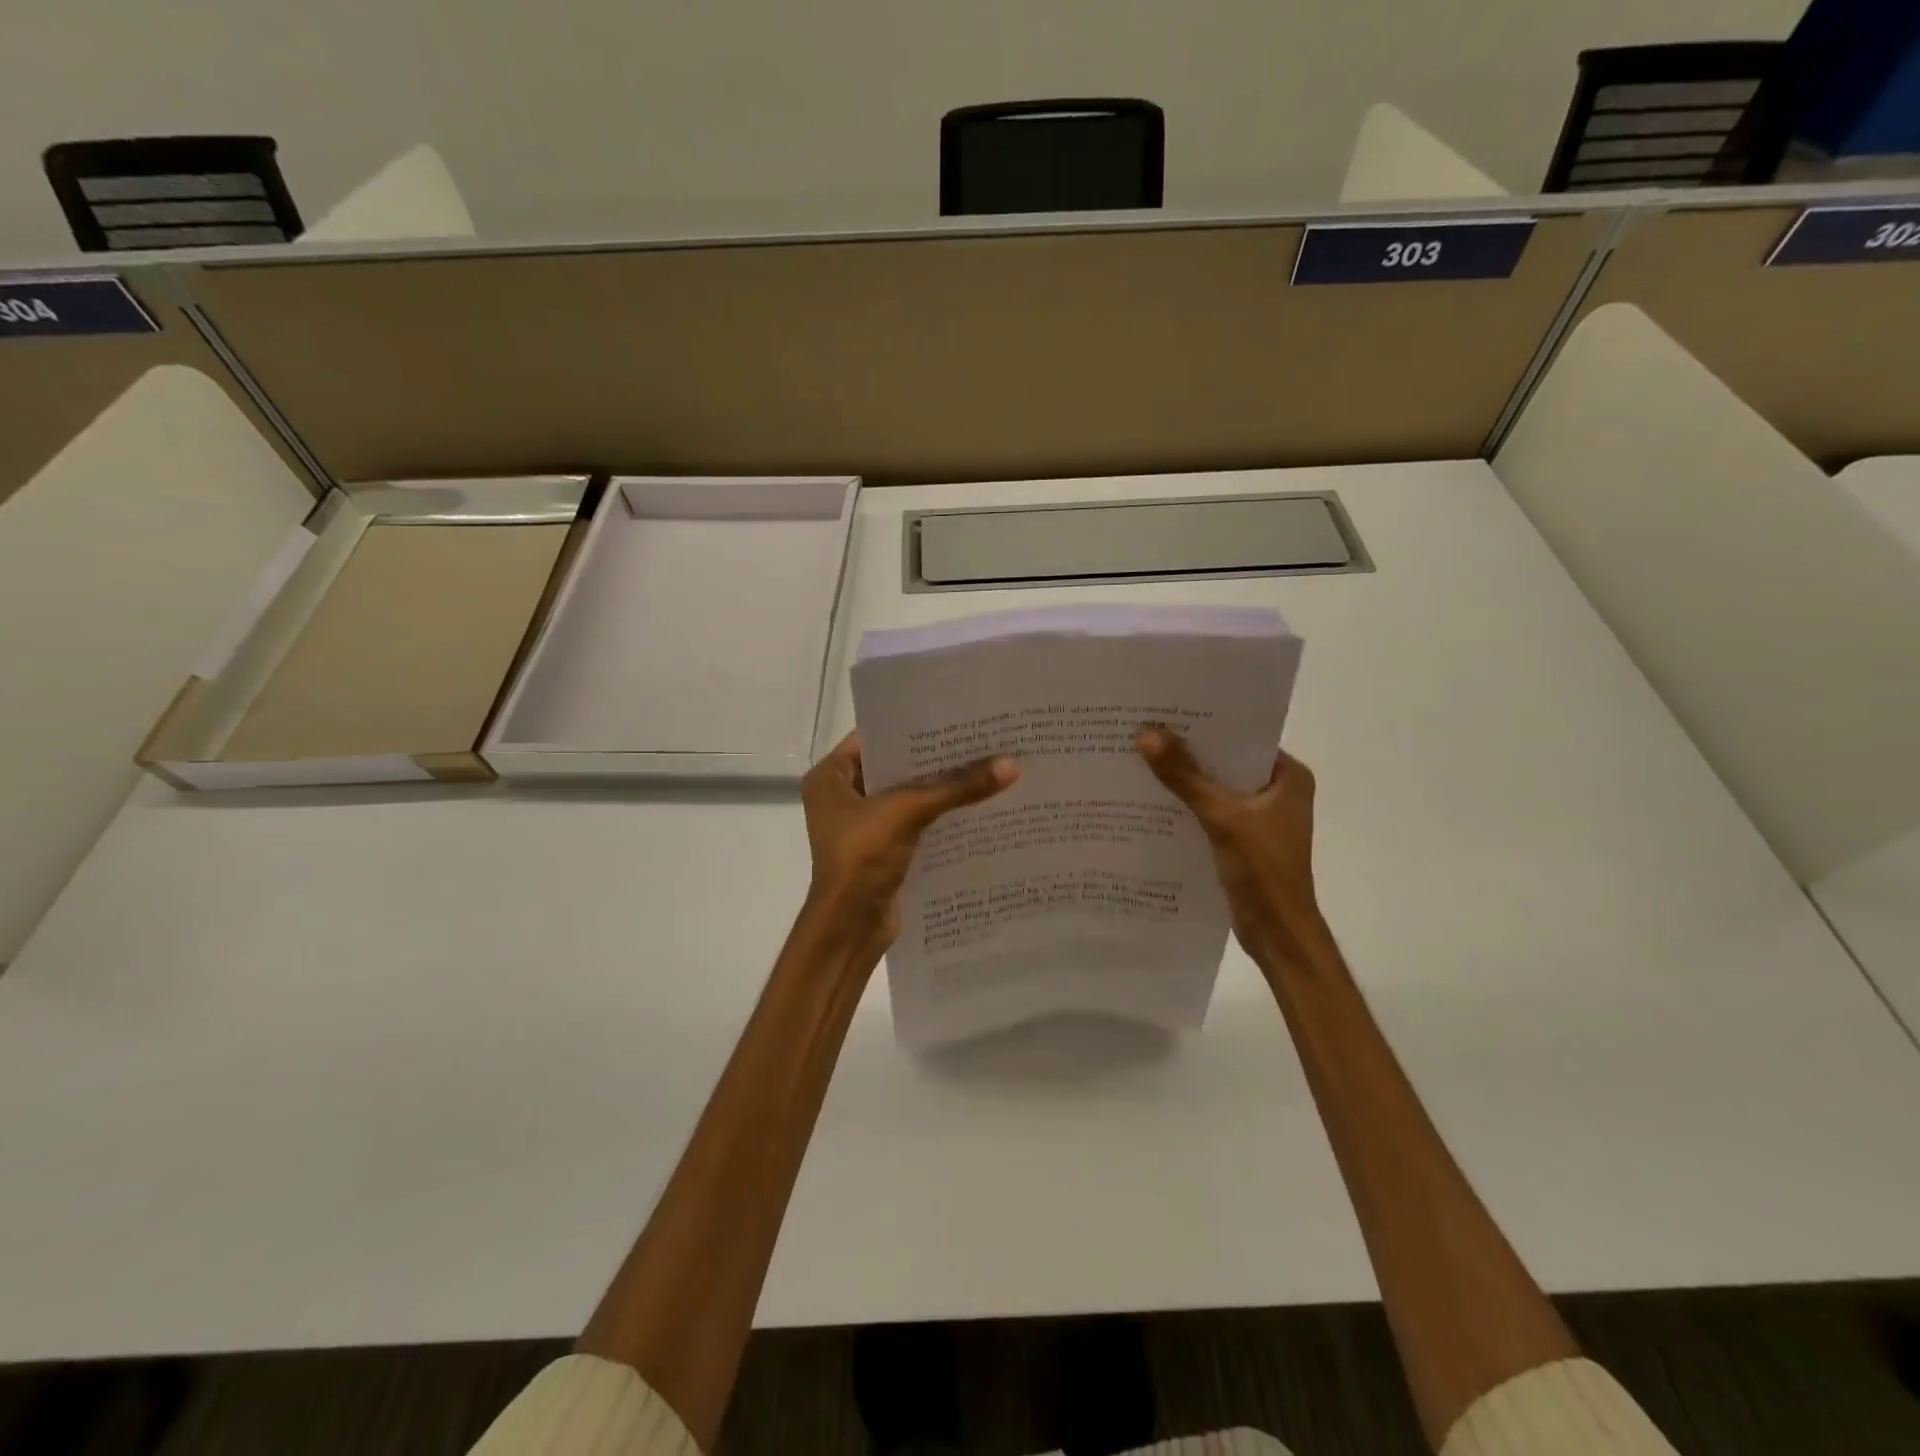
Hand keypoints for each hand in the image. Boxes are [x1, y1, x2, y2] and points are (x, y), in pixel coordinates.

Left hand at [801, 732, 1017, 945]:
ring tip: (986, 764)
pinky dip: (939, 814)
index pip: (875, 736)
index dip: (913, 726)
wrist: (850, 928)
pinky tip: (975, 803)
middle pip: (894, 766)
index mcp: (830, 777)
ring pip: (907, 795)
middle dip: (934, 757)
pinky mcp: (881, 848)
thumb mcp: (909, 811)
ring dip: (940, 787)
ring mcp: (861, 824)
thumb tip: (1011, 764)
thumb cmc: (863, 857)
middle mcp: (841, 795)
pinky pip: (914, 821)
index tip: (954, 715)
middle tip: (979, 737)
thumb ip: (957, 787)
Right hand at [1137, 728, 1326, 967]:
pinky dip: (1188, 806)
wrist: (1276, 934)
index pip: (1243, 738)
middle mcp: (1278, 791)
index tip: (1167, 710)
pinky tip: (1152, 800)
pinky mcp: (1243, 839)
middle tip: (1145, 730)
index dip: (1206, 725)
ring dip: (1185, 780)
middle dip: (1189, 751)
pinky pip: (1211, 811)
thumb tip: (1146, 734)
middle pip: (1226, 762)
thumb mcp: (1222, 817)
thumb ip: (1185, 777)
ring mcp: (1261, 817)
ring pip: (1216, 788)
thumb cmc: (1263, 870)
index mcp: (1289, 777)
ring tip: (1141, 758)